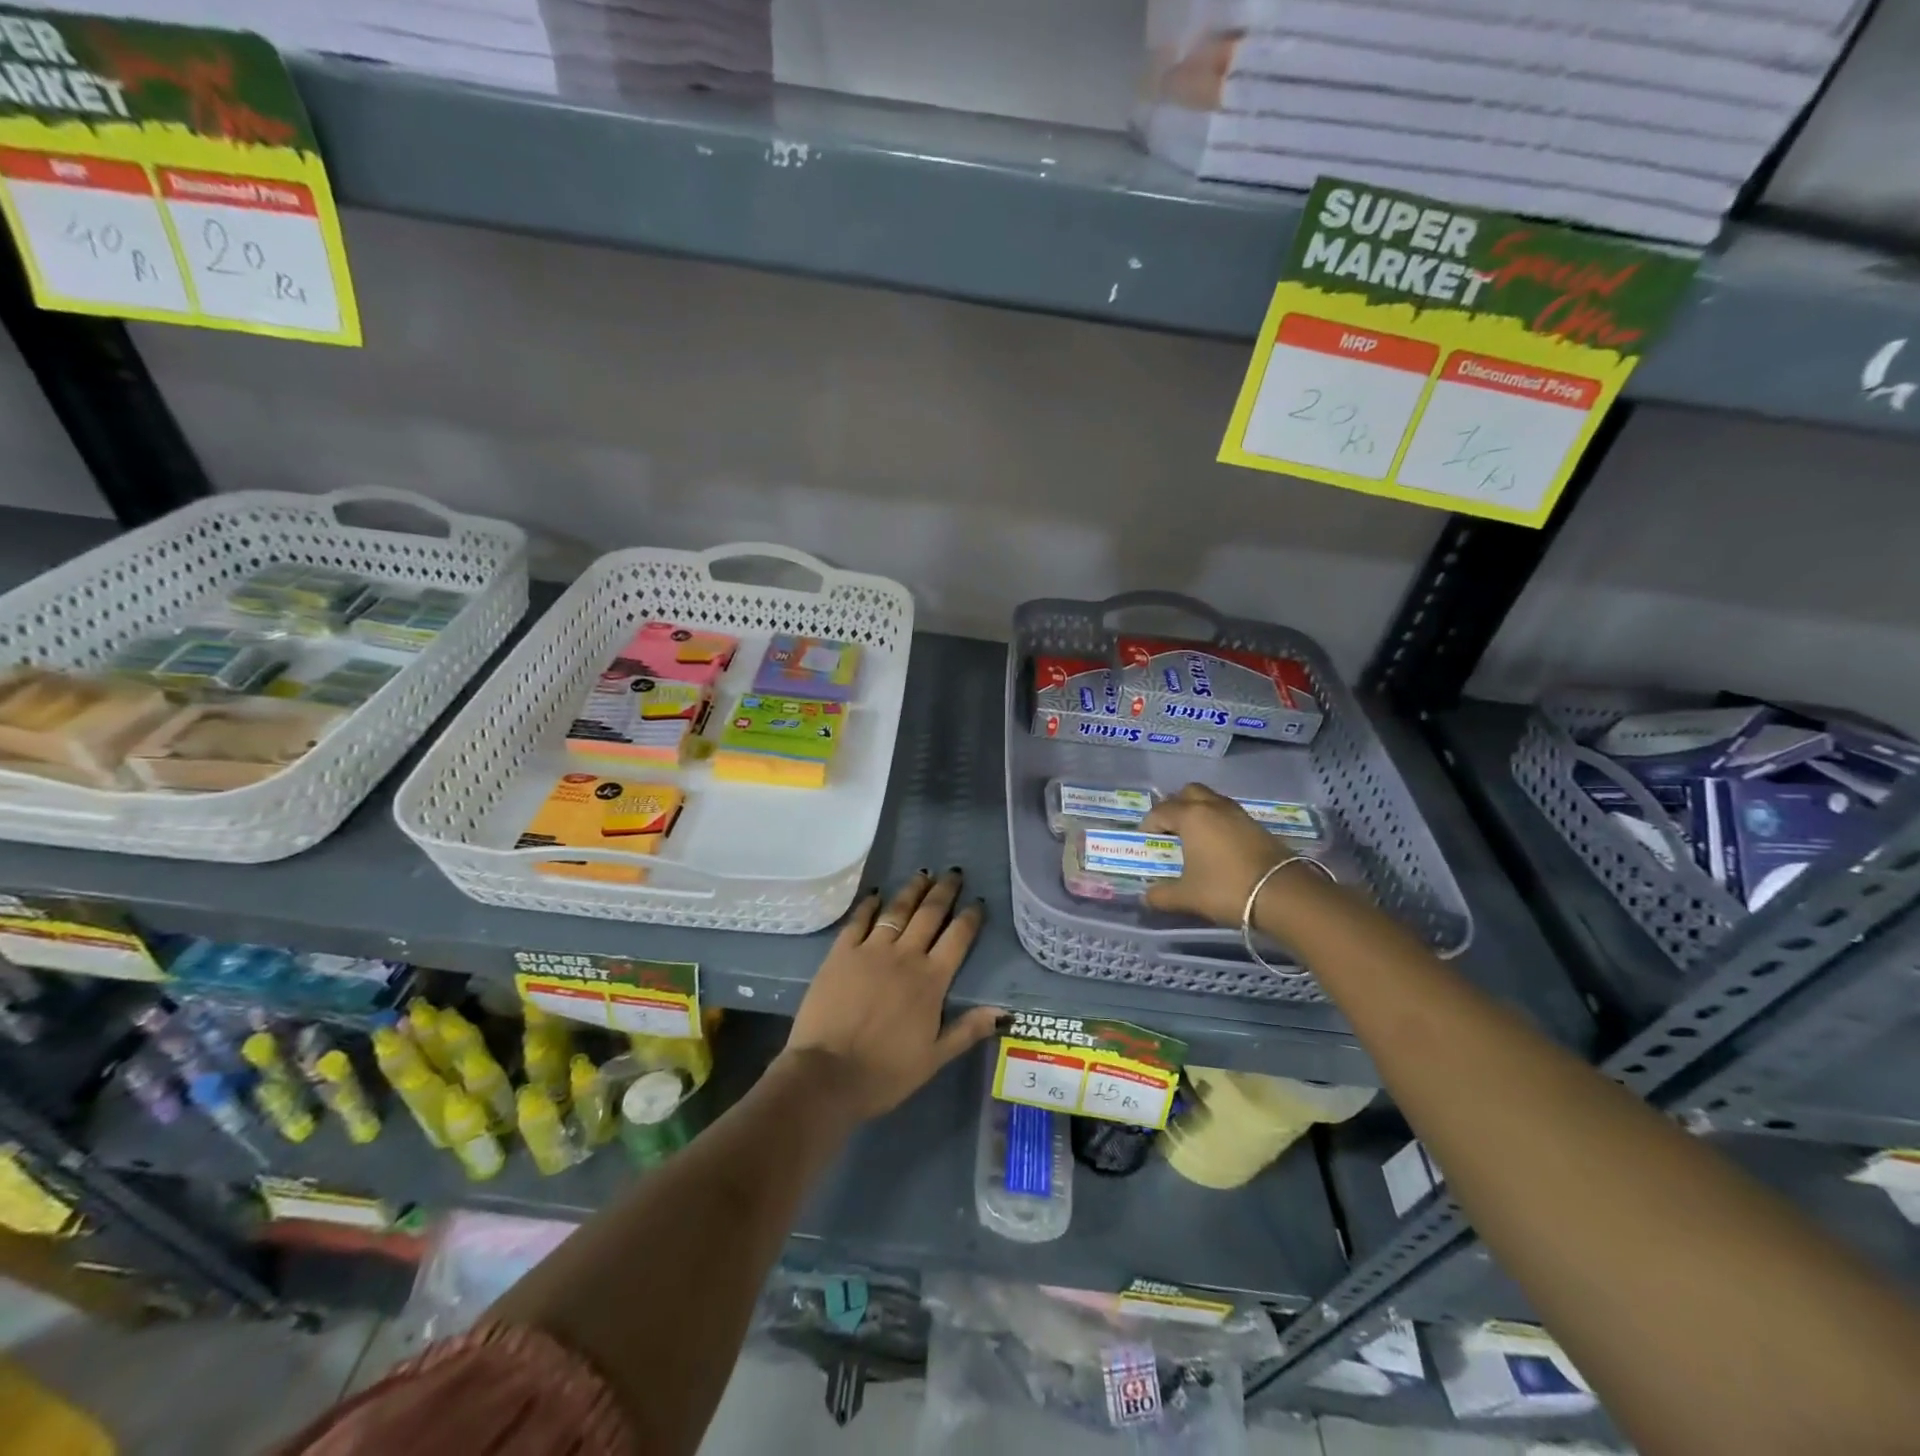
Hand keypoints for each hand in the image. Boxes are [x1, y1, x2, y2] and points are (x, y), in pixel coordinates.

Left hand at [780, 870, 1001, 1119]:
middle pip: (929, 914)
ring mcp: (871, 950)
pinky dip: (869, 904)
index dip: (970, 918)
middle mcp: (905, 956)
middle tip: (953, 872)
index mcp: (931, 980)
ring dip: (912, 890)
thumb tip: (1004, 1011)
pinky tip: (875, 893)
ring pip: (897, 910)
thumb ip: (968, 1029)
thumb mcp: (935, 1057)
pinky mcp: (841, 953)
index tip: (978, 902)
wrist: (828, 1074)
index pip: (958, 938)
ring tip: (923, 874)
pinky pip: (858, 920)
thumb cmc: (885, 1072)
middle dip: (944, 891)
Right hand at [1139, 784, 1288, 925]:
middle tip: (1169, 830)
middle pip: (1188, 793)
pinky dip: (1217, 821)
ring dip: (1198, 811)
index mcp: (1191, 816)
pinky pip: (1228, 813)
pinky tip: (1217, 845)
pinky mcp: (1256, 825)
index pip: (1160, 811)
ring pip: (1211, 799)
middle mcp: (1212, 807)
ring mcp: (1237, 813)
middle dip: (1174, 806)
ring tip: (1193, 837)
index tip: (1146, 842)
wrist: (1283, 894)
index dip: (1148, 825)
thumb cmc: (1226, 889)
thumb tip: (1147, 896)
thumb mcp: (1187, 896)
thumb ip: (1162, 895)